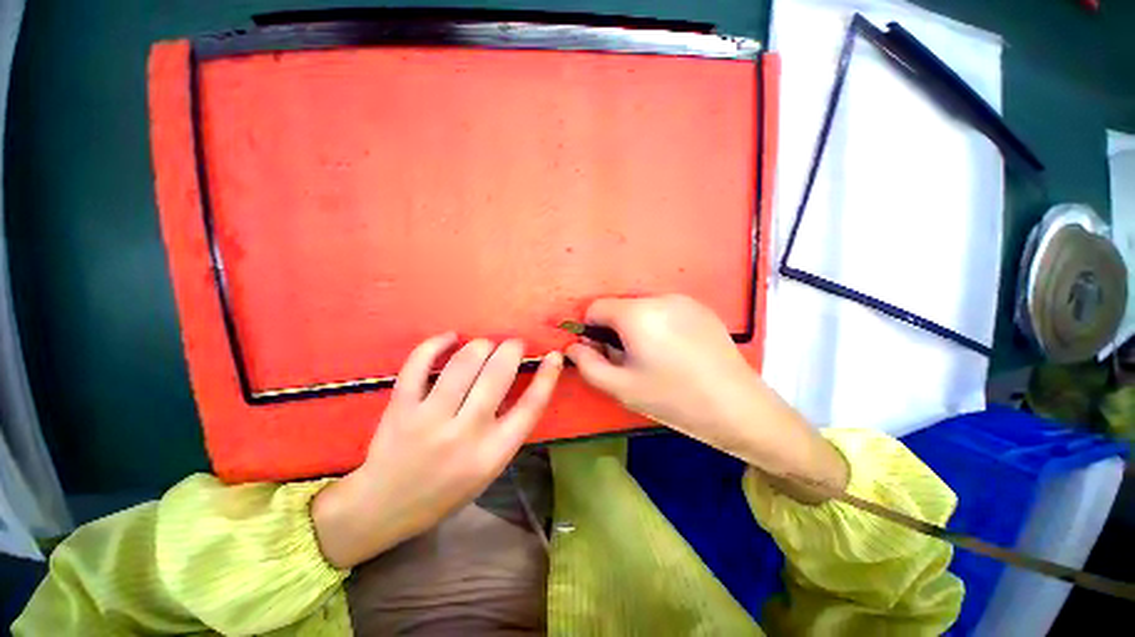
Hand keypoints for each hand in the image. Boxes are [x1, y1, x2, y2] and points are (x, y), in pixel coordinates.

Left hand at [313, 334, 561, 567]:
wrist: (386, 508)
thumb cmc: (446, 491)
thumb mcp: (489, 468)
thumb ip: (507, 429)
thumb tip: (519, 383)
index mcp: (493, 453)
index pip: (531, 407)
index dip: (547, 376)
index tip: (554, 355)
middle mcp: (465, 434)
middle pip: (498, 376)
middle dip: (511, 349)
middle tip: (513, 344)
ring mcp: (430, 420)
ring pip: (463, 365)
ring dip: (480, 345)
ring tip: (485, 344)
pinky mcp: (400, 408)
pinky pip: (418, 365)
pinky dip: (436, 344)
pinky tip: (450, 337)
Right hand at [565, 295, 846, 500]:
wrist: (738, 406)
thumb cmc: (674, 398)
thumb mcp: (620, 387)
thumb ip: (587, 364)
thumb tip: (573, 347)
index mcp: (637, 313)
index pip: (595, 307)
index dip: (590, 330)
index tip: (601, 354)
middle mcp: (659, 297)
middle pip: (619, 307)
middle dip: (613, 329)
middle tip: (628, 360)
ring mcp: (683, 300)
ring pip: (641, 308)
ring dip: (635, 327)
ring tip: (653, 357)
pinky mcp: (700, 308)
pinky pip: (664, 310)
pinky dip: (657, 324)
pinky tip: (674, 351)